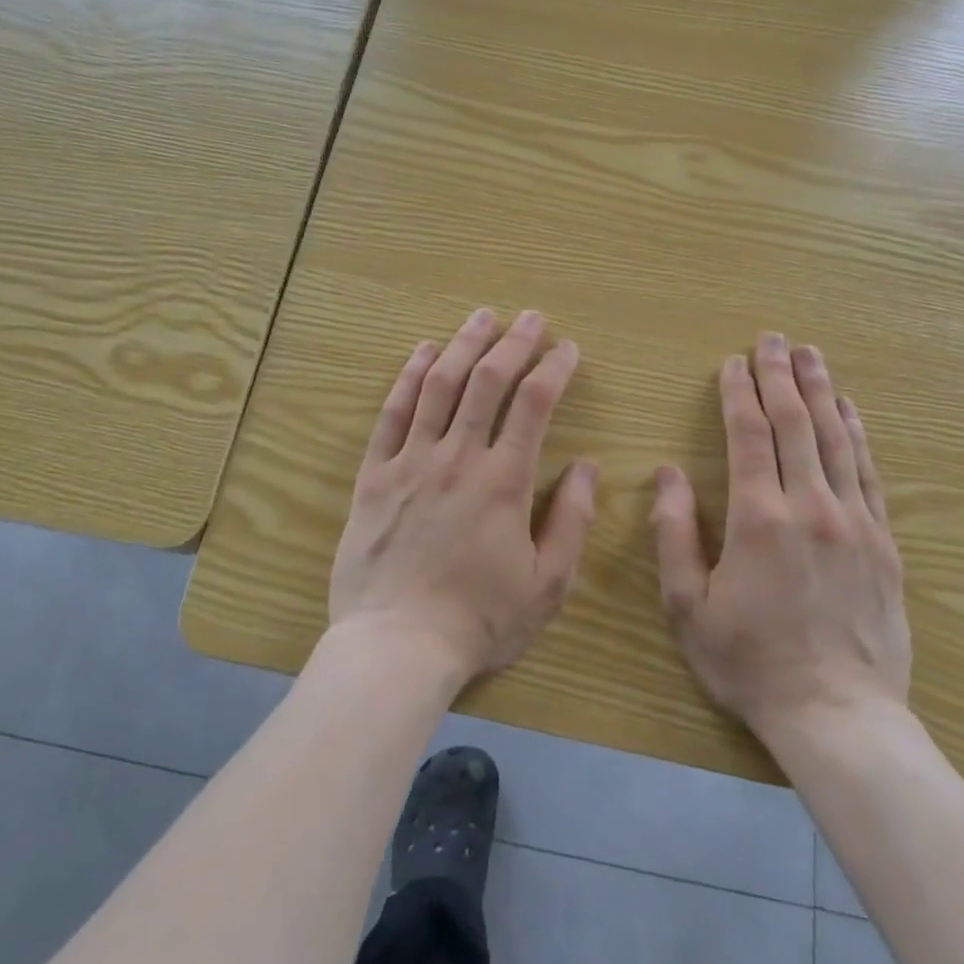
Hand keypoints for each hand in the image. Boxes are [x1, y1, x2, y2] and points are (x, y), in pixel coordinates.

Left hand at [329, 308, 597, 689]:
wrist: (396, 646)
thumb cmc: (479, 620)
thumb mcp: (547, 585)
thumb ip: (573, 522)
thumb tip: (589, 467)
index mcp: (503, 481)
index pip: (534, 404)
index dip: (554, 368)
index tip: (568, 348)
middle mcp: (457, 457)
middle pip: (487, 381)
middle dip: (513, 342)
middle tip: (530, 317)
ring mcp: (411, 461)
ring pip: (439, 385)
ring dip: (463, 344)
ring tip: (482, 317)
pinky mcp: (374, 474)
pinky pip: (392, 414)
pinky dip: (409, 377)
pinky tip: (422, 351)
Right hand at [648, 333, 910, 738]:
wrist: (839, 718)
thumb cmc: (751, 662)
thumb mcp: (688, 606)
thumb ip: (674, 534)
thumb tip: (666, 473)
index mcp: (759, 518)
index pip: (749, 435)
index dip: (738, 393)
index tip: (732, 362)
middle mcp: (811, 506)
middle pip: (795, 424)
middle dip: (780, 376)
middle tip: (773, 338)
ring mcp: (854, 522)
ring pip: (836, 439)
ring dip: (821, 392)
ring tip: (811, 355)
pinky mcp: (883, 543)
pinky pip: (869, 473)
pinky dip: (857, 434)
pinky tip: (851, 410)